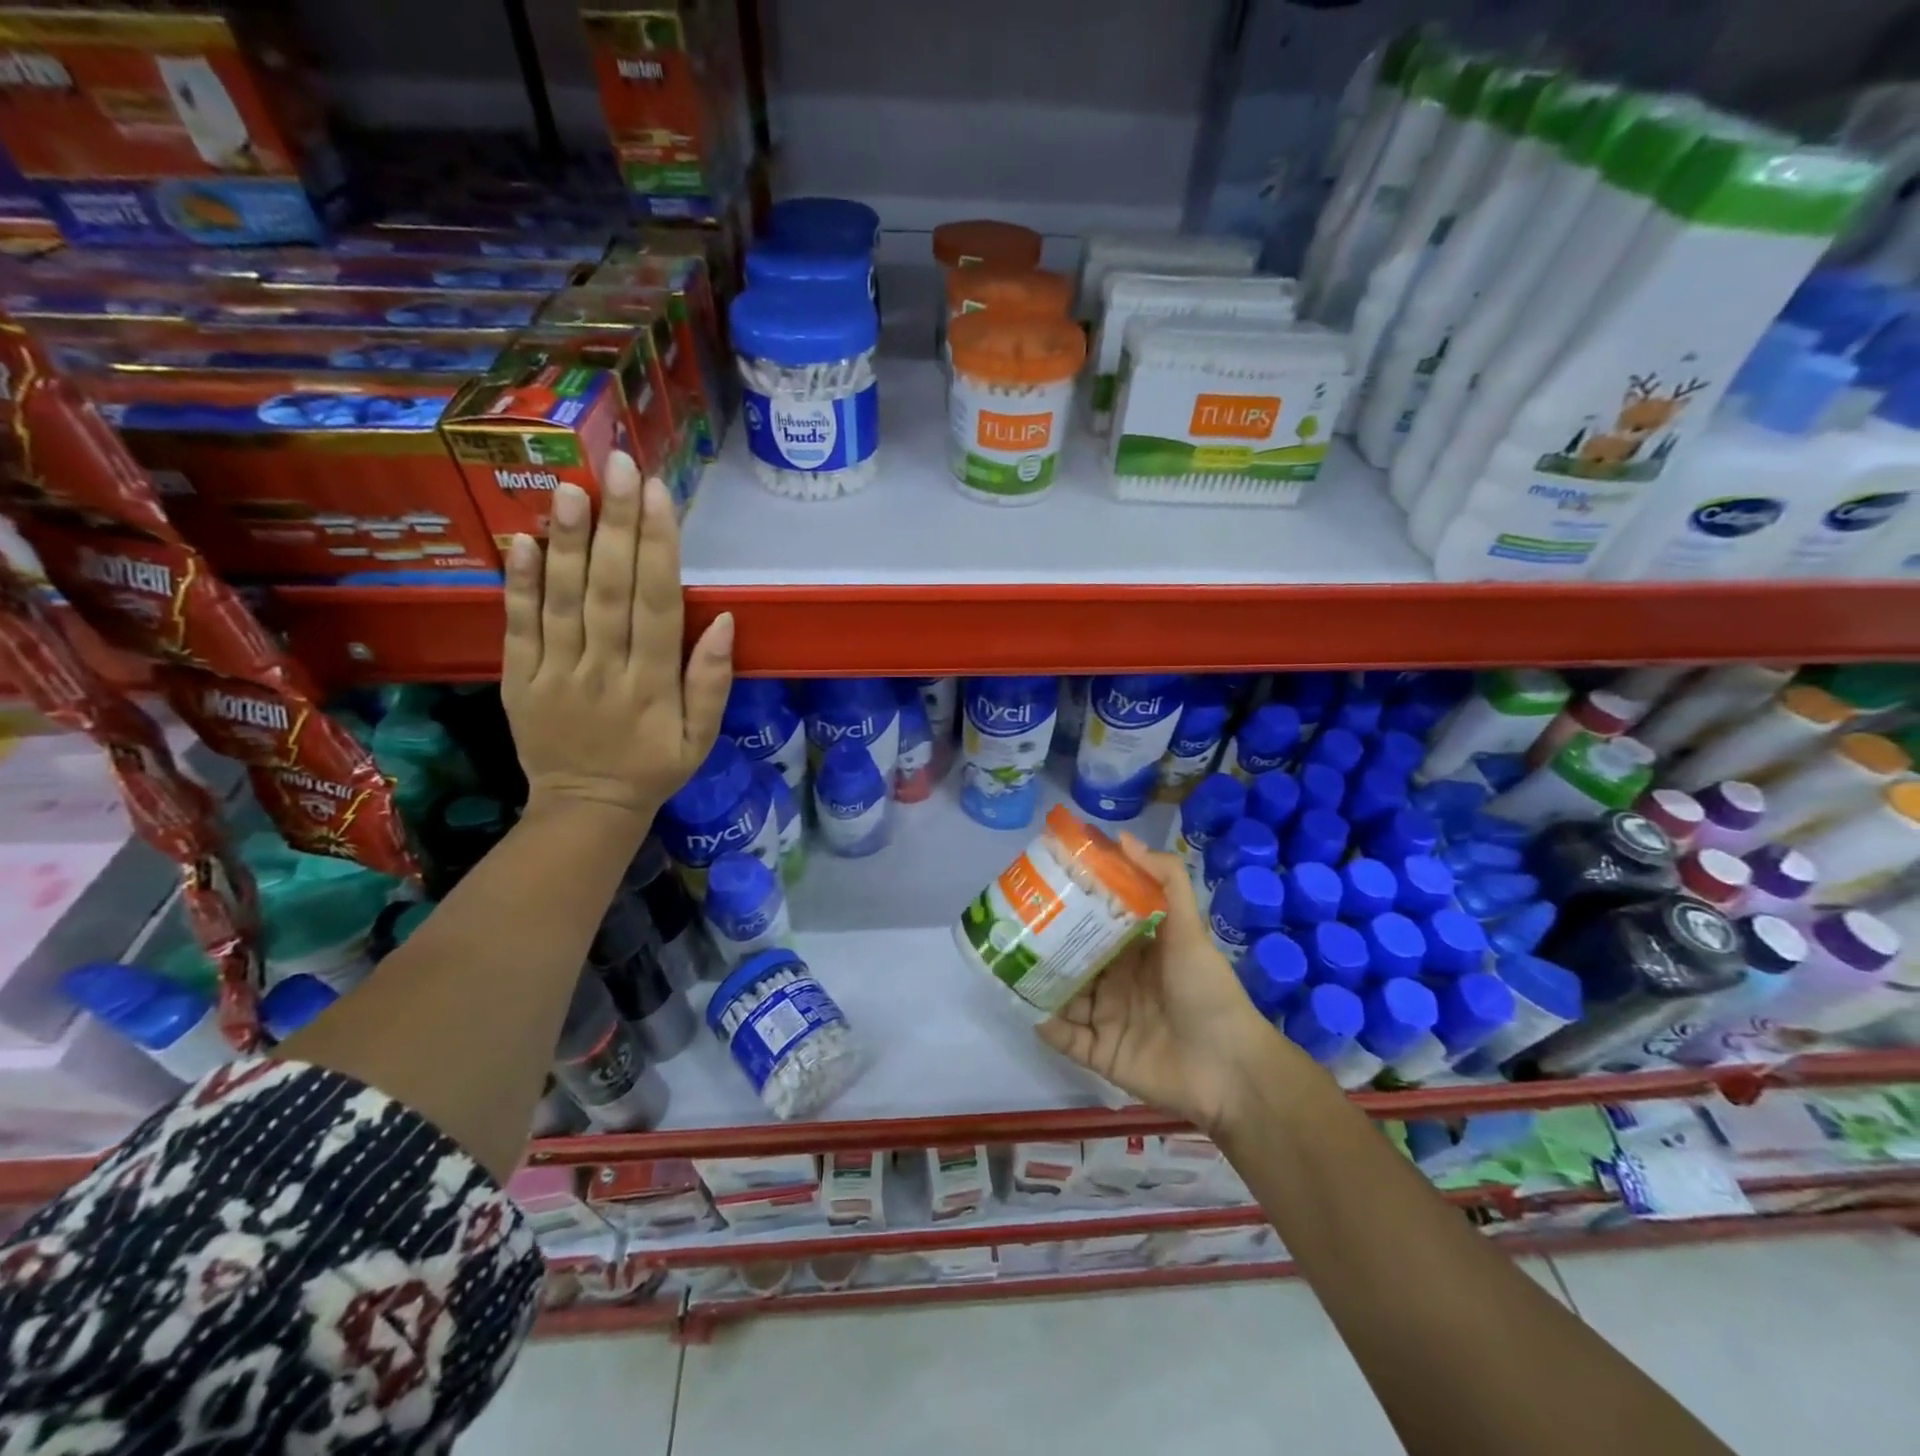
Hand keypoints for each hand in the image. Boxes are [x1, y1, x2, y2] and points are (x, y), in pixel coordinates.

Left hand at [501, 453, 733, 830]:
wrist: (586, 809)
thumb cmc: (654, 768)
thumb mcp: (701, 738)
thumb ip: (712, 683)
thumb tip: (726, 622)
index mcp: (653, 686)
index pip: (657, 605)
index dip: (659, 549)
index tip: (659, 496)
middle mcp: (604, 671)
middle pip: (610, 590)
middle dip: (616, 525)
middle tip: (617, 466)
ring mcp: (556, 673)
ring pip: (562, 600)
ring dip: (567, 543)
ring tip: (571, 488)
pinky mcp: (518, 679)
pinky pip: (518, 627)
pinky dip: (519, 584)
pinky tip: (522, 541)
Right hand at [1038, 835, 1297, 1133]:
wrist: (1230, 1070)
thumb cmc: (1207, 991)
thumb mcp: (1190, 930)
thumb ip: (1166, 881)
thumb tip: (1123, 837)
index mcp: (1136, 951)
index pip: (1096, 922)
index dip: (1072, 903)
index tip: (1041, 881)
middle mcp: (1117, 981)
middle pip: (1072, 957)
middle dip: (1044, 941)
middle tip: (1010, 919)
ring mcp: (1106, 1017)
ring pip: (1061, 994)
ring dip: (1036, 979)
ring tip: (1002, 957)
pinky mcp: (1099, 1052)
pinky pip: (1063, 1036)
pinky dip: (1042, 1021)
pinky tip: (1017, 1001)